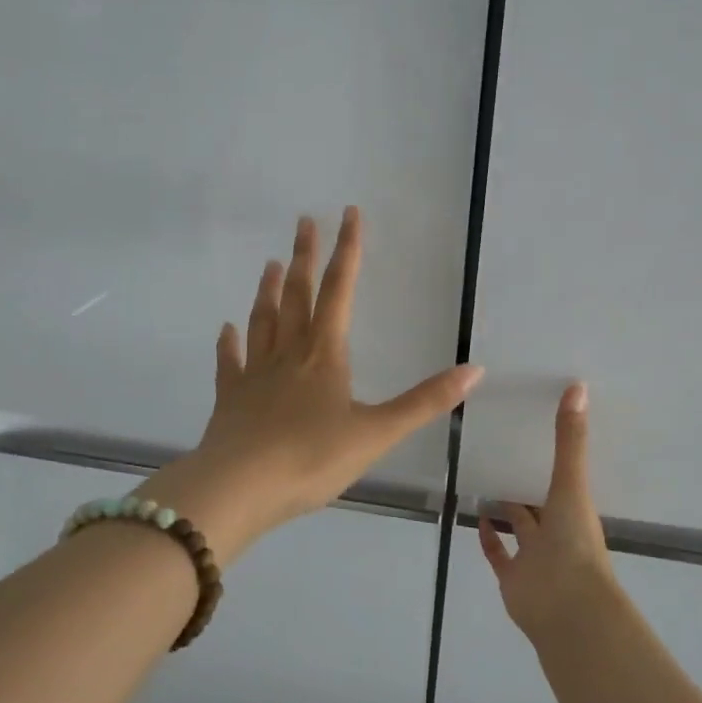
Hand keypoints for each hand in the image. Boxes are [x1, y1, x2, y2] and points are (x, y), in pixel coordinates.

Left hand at [147, 208, 482, 556]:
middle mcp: (289, 354)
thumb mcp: (377, 433)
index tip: (348, 213)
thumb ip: (425, 401)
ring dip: (269, 291)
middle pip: (298, 296)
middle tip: (304, 221)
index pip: (340, 291)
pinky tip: (226, 330)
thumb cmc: (311, 459)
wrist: (238, 488)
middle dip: (305, 257)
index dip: (348, 251)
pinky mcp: (230, 399)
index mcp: (325, 355)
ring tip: (271, 263)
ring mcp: (254, 375)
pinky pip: (229, 363)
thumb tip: (475, 370)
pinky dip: (228, 344)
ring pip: (264, 321)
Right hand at [478, 382, 618, 641]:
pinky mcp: (512, 578)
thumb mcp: (570, 484)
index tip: (535, 433)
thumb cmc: (574, 543)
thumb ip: (570, 439)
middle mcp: (556, 533)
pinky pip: (499, 554)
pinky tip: (477, 515)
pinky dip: (489, 538)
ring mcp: (534, 558)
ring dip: (506, 511)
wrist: (567, 608)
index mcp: (574, 511)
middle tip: (502, 454)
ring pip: (519, 529)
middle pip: (540, 505)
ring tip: (484, 481)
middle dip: (525, 485)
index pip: (563, 481)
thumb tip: (578, 386)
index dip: (553, 460)